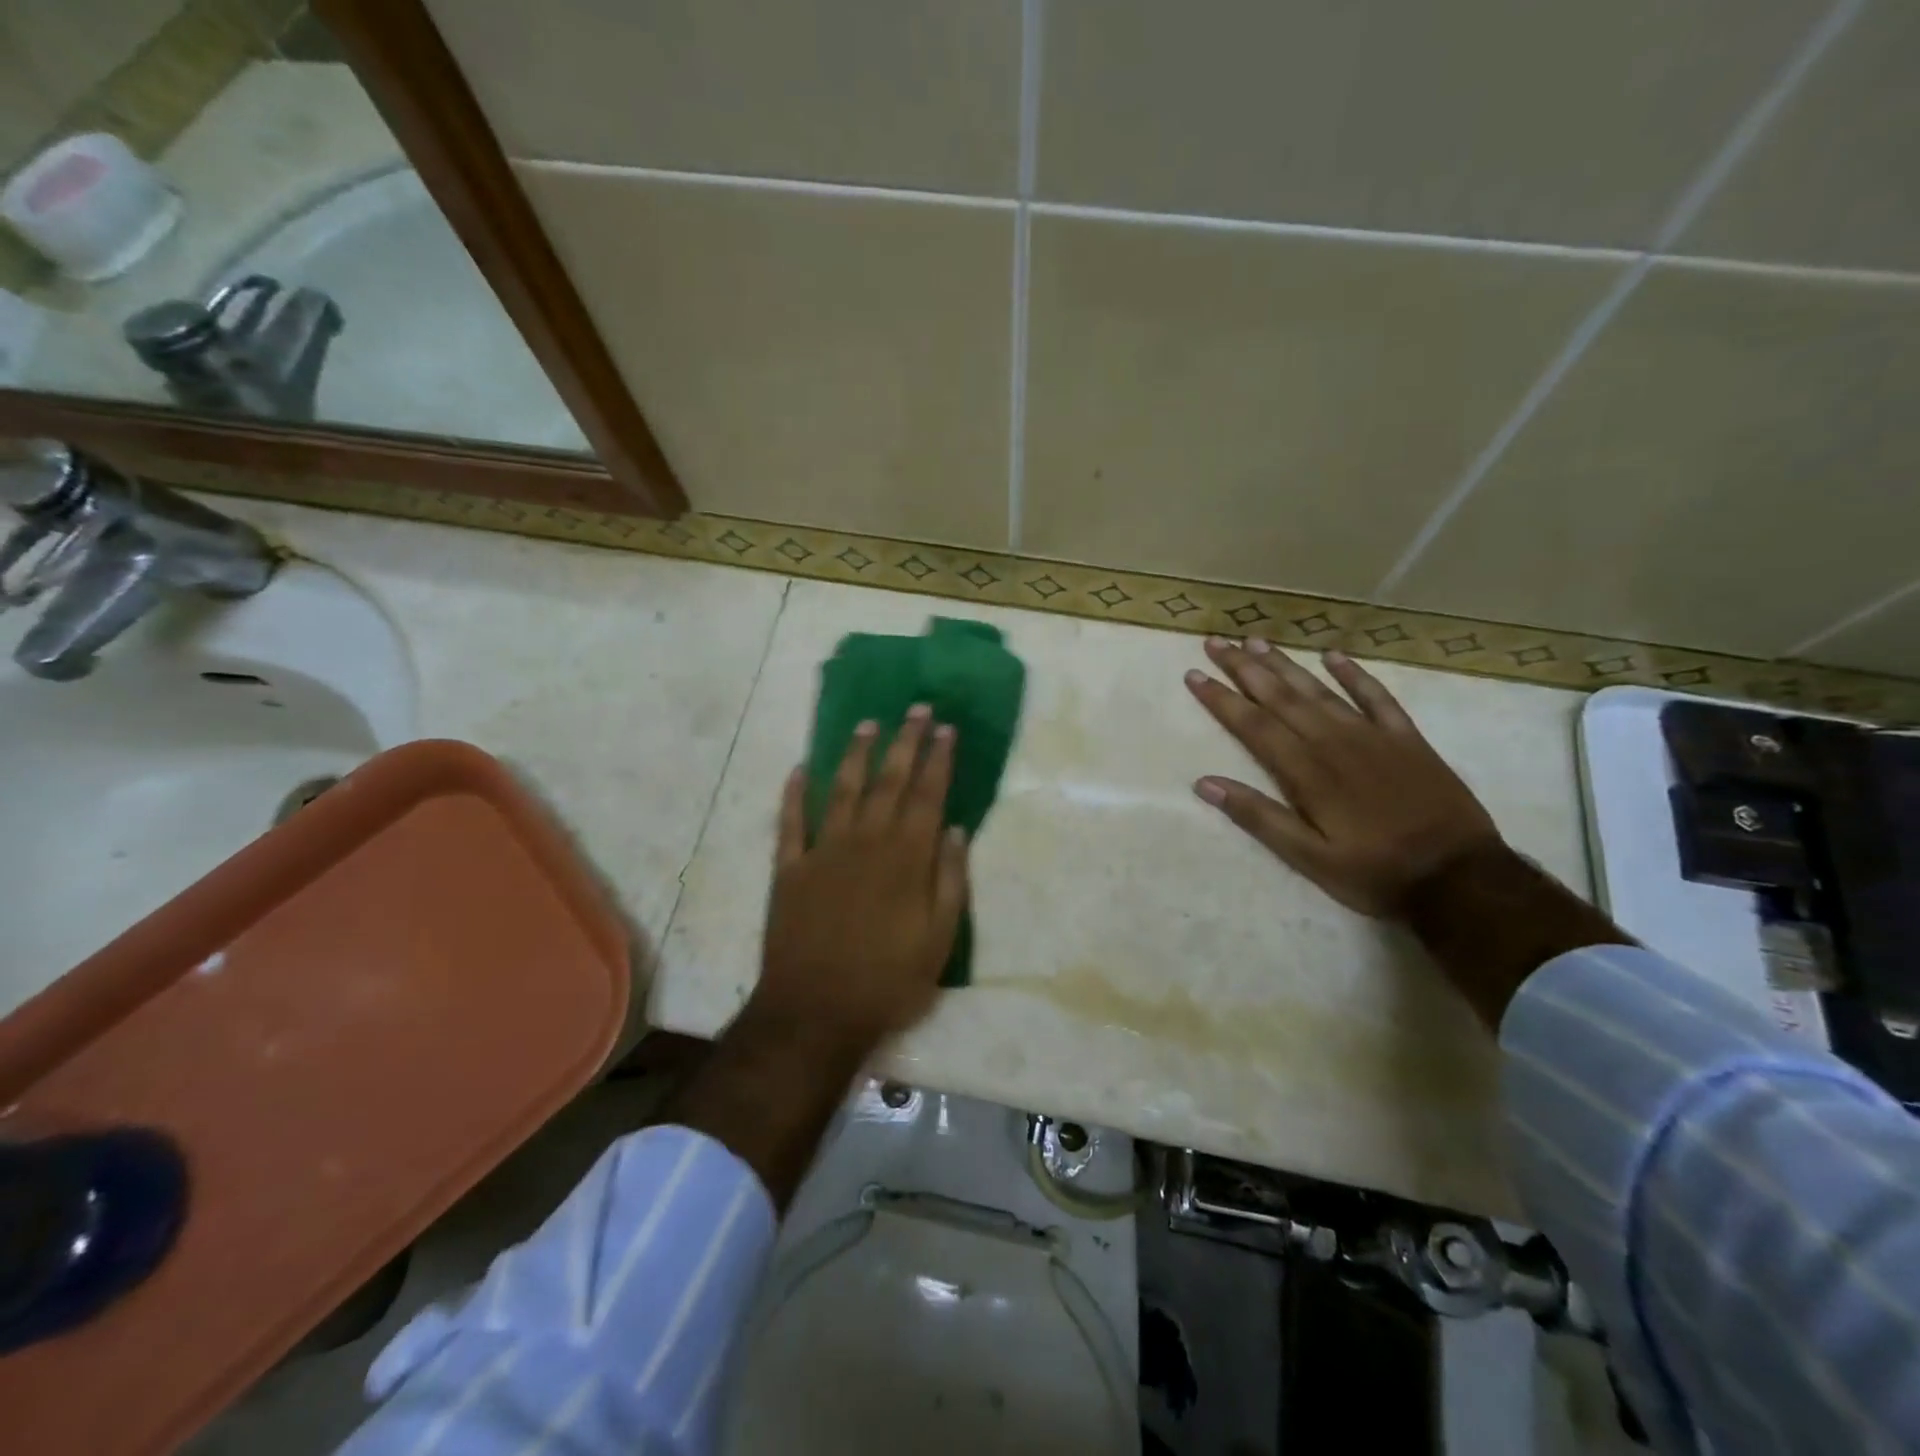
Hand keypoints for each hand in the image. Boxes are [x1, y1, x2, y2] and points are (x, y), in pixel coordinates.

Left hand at [756, 705, 969, 1053]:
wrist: (815, 1012)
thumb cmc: (887, 981)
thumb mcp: (938, 940)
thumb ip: (949, 881)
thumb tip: (954, 830)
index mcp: (905, 858)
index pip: (926, 795)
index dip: (937, 759)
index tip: (945, 728)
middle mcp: (865, 842)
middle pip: (888, 781)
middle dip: (904, 741)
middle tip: (916, 708)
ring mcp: (823, 852)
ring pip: (842, 790)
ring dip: (856, 755)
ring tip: (868, 724)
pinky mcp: (789, 869)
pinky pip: (790, 823)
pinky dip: (794, 795)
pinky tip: (800, 770)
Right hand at [1185, 638, 1500, 917]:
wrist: (1460, 878)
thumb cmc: (1374, 873)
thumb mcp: (1308, 858)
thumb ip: (1259, 817)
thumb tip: (1205, 783)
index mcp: (1307, 772)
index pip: (1253, 725)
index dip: (1221, 699)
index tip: (1194, 675)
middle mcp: (1334, 742)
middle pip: (1281, 697)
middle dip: (1245, 668)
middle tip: (1217, 643)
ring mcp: (1373, 736)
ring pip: (1319, 690)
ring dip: (1285, 664)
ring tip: (1256, 640)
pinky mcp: (1406, 738)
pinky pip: (1377, 696)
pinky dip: (1354, 674)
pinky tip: (1333, 655)